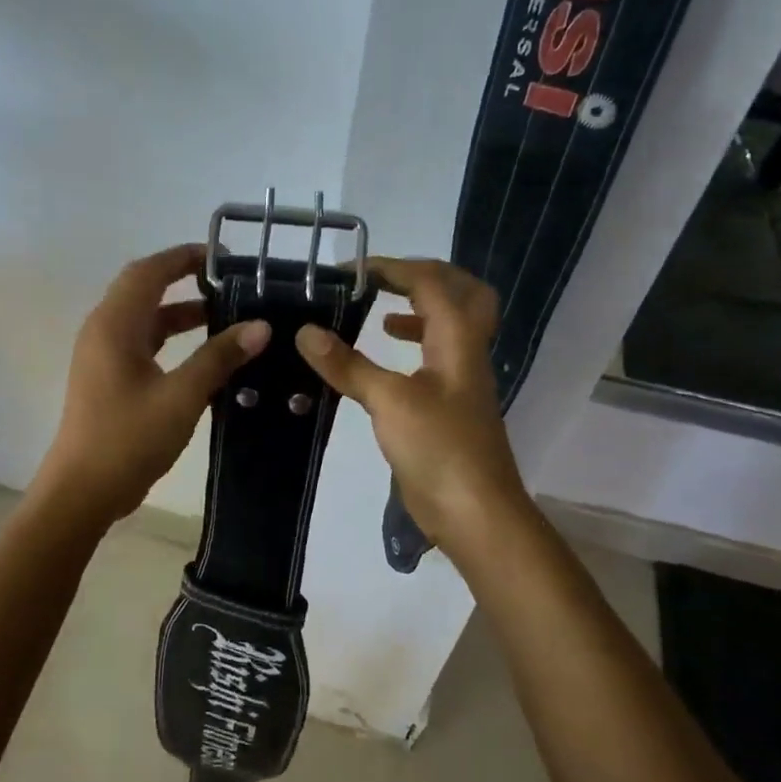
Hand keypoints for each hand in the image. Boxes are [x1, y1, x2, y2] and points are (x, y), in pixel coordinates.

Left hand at [39, 244, 270, 524]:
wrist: (83, 491)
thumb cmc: (128, 438)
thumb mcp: (181, 396)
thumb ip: (219, 357)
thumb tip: (260, 326)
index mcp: (114, 325)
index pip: (148, 272)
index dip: (183, 257)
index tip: (221, 257)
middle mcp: (103, 331)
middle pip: (143, 289)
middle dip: (183, 281)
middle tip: (228, 284)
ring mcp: (102, 356)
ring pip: (143, 319)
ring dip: (179, 313)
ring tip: (224, 316)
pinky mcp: (107, 379)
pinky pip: (141, 344)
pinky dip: (170, 340)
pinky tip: (202, 356)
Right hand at [295, 257, 530, 556]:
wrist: (475, 513)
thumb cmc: (439, 449)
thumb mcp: (389, 401)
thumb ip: (348, 364)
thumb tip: (306, 331)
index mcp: (459, 340)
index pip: (431, 282)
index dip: (392, 268)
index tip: (350, 272)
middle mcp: (466, 352)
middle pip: (462, 294)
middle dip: (423, 278)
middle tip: (383, 280)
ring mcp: (461, 381)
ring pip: (450, 328)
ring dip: (418, 312)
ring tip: (379, 315)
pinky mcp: (449, 407)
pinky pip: (435, 360)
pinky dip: (411, 348)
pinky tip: (383, 362)